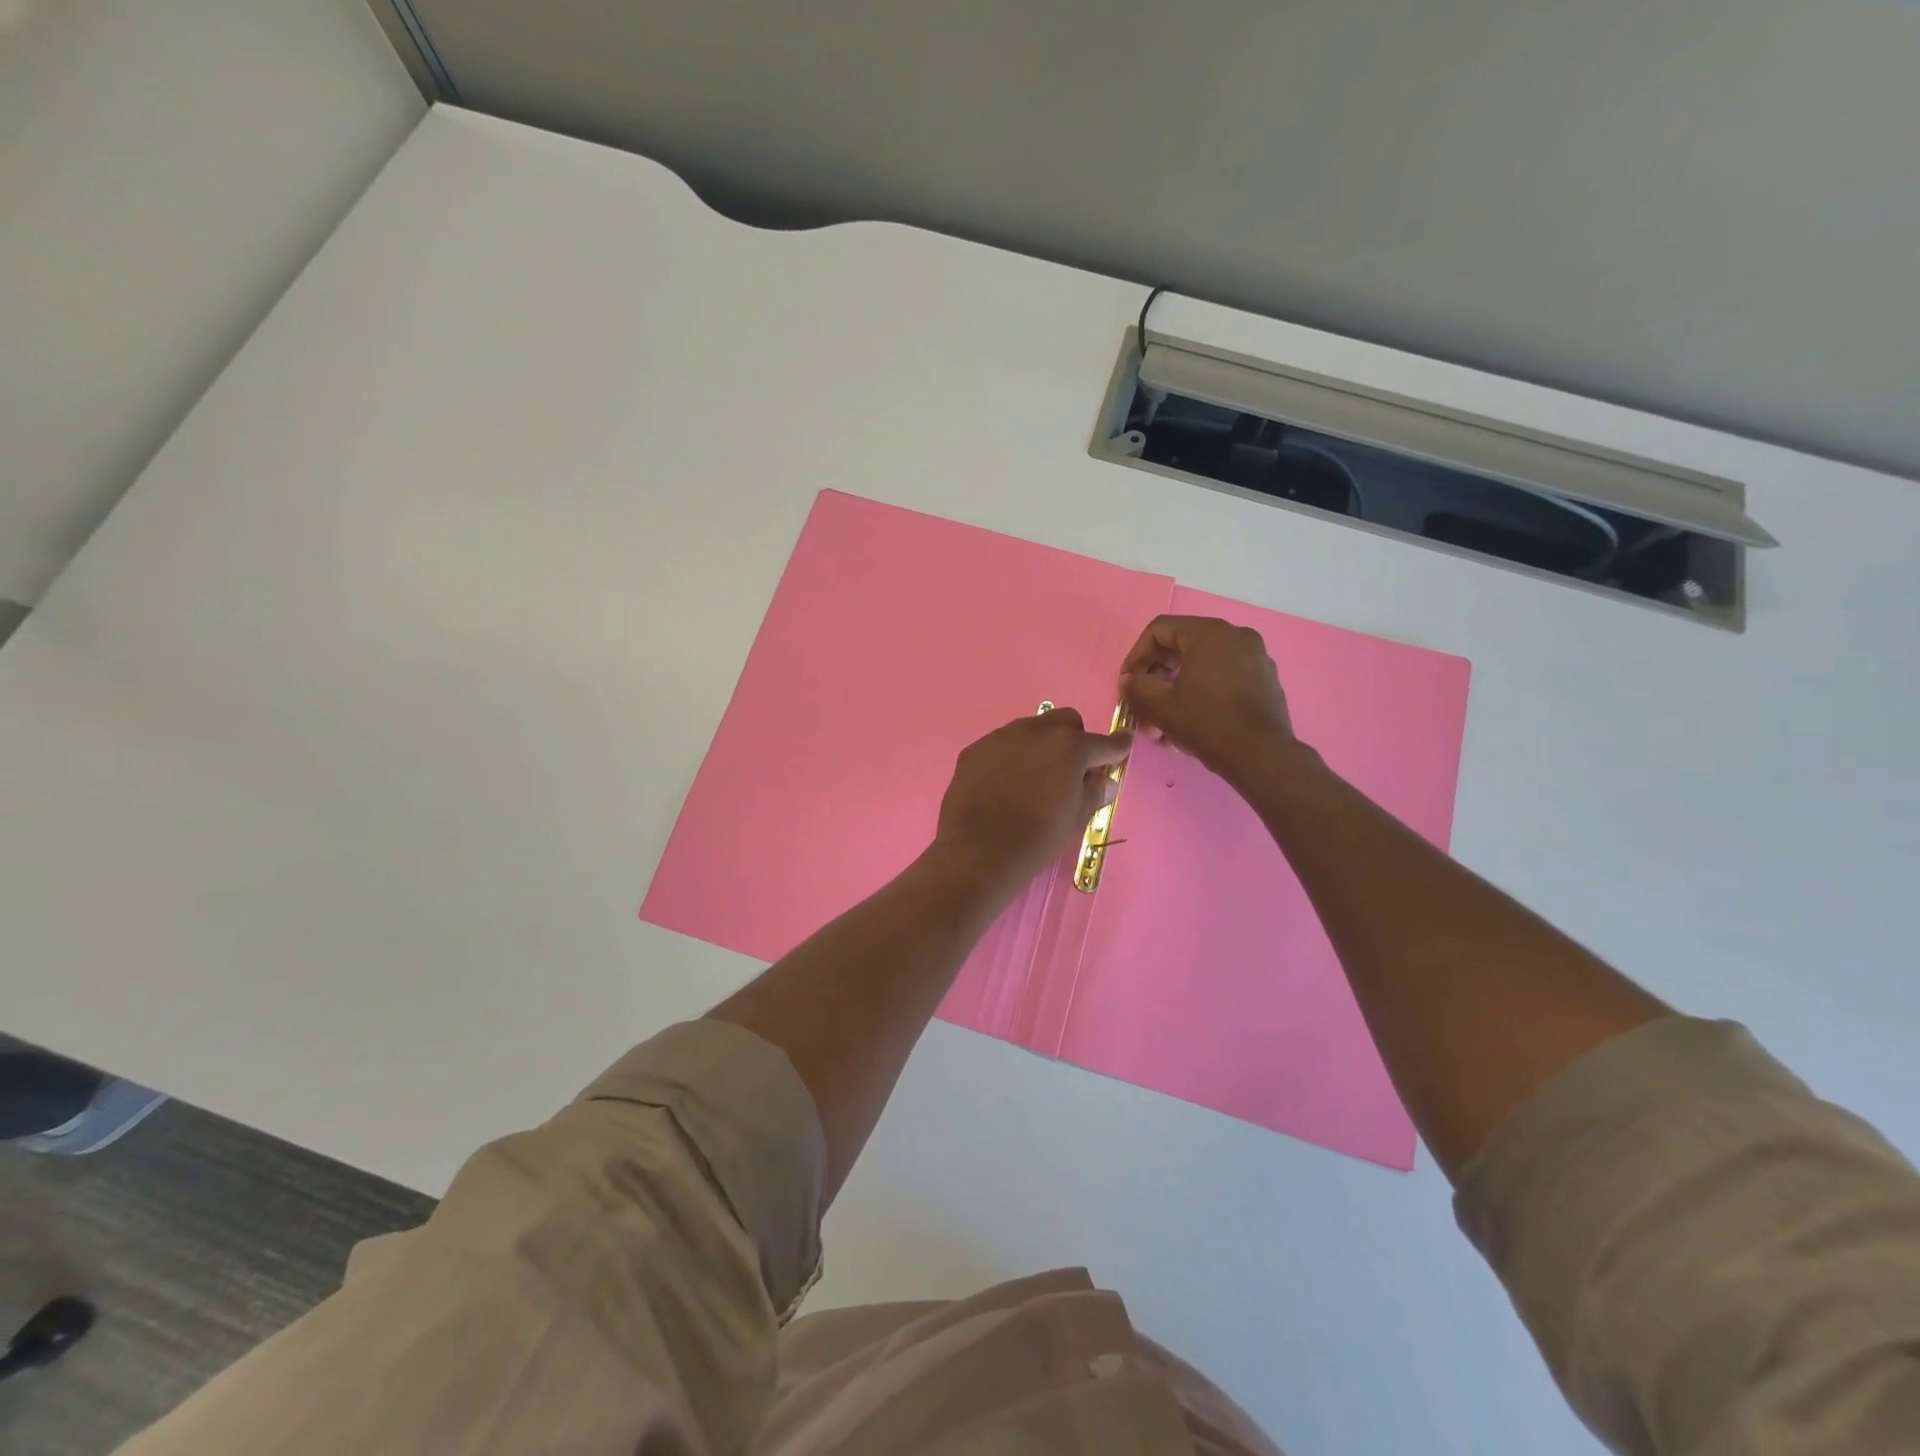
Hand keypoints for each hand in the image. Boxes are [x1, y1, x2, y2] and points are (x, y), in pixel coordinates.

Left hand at [930, 709, 1131, 894]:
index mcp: (1069, 747)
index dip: (1116, 746)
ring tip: (1033, 777)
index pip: (1103, 742)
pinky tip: (1004, 783)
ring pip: (1030, 729)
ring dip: (1040, 746)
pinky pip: (1001, 745)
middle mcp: (1035, 731)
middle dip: (1074, 739)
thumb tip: (1103, 780)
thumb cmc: (1037, 839)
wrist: (978, 853)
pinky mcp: (974, 749)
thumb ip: (1093, 793)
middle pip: (1065, 721)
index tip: (1121, 746)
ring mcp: (1001, 737)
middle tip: (1071, 769)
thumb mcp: (1075, 820)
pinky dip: (1010, 757)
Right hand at [1118, 616, 1297, 784]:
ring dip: (1176, 690)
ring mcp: (1255, 658)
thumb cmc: (1207, 722)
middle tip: (1142, 704)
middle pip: (1181, 647)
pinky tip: (1189, 723)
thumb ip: (1136, 686)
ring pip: (1202, 666)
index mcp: (1210, 633)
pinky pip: (1223, 679)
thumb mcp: (1160, 705)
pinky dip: (1201, 694)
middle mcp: (1236, 636)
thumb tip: (1129, 680)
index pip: (1160, 630)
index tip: (1128, 683)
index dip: (1136, 655)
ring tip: (1162, 723)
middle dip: (1156, 677)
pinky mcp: (1264, 682)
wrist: (1260, 756)